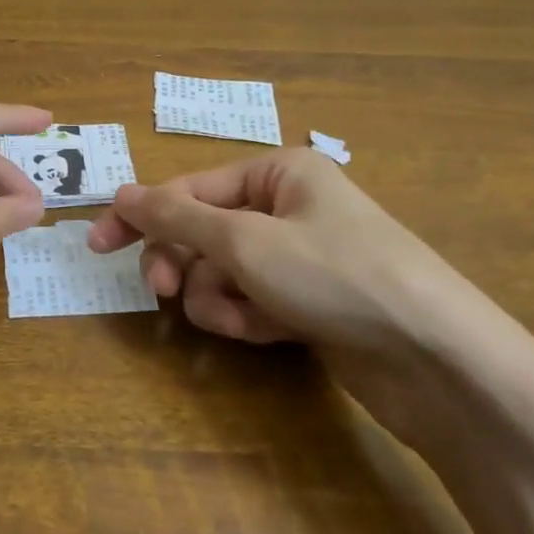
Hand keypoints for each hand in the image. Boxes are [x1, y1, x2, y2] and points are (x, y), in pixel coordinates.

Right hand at [86, 149, 447, 355]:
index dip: (142, 215)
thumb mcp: (244, 240)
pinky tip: (264, 333)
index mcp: (279, 173)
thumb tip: (122, 192)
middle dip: (183, 262)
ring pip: (225, 273)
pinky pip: (254, 301)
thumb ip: (177, 216)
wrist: (435, 359)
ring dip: (217, 297)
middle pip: (205, 231)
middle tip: (159, 289)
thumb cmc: (334, 275)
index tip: (97, 244)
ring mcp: (301, 258)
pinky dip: (247, 317)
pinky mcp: (310, 303)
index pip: (190, 188)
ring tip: (237, 319)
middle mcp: (289, 208)